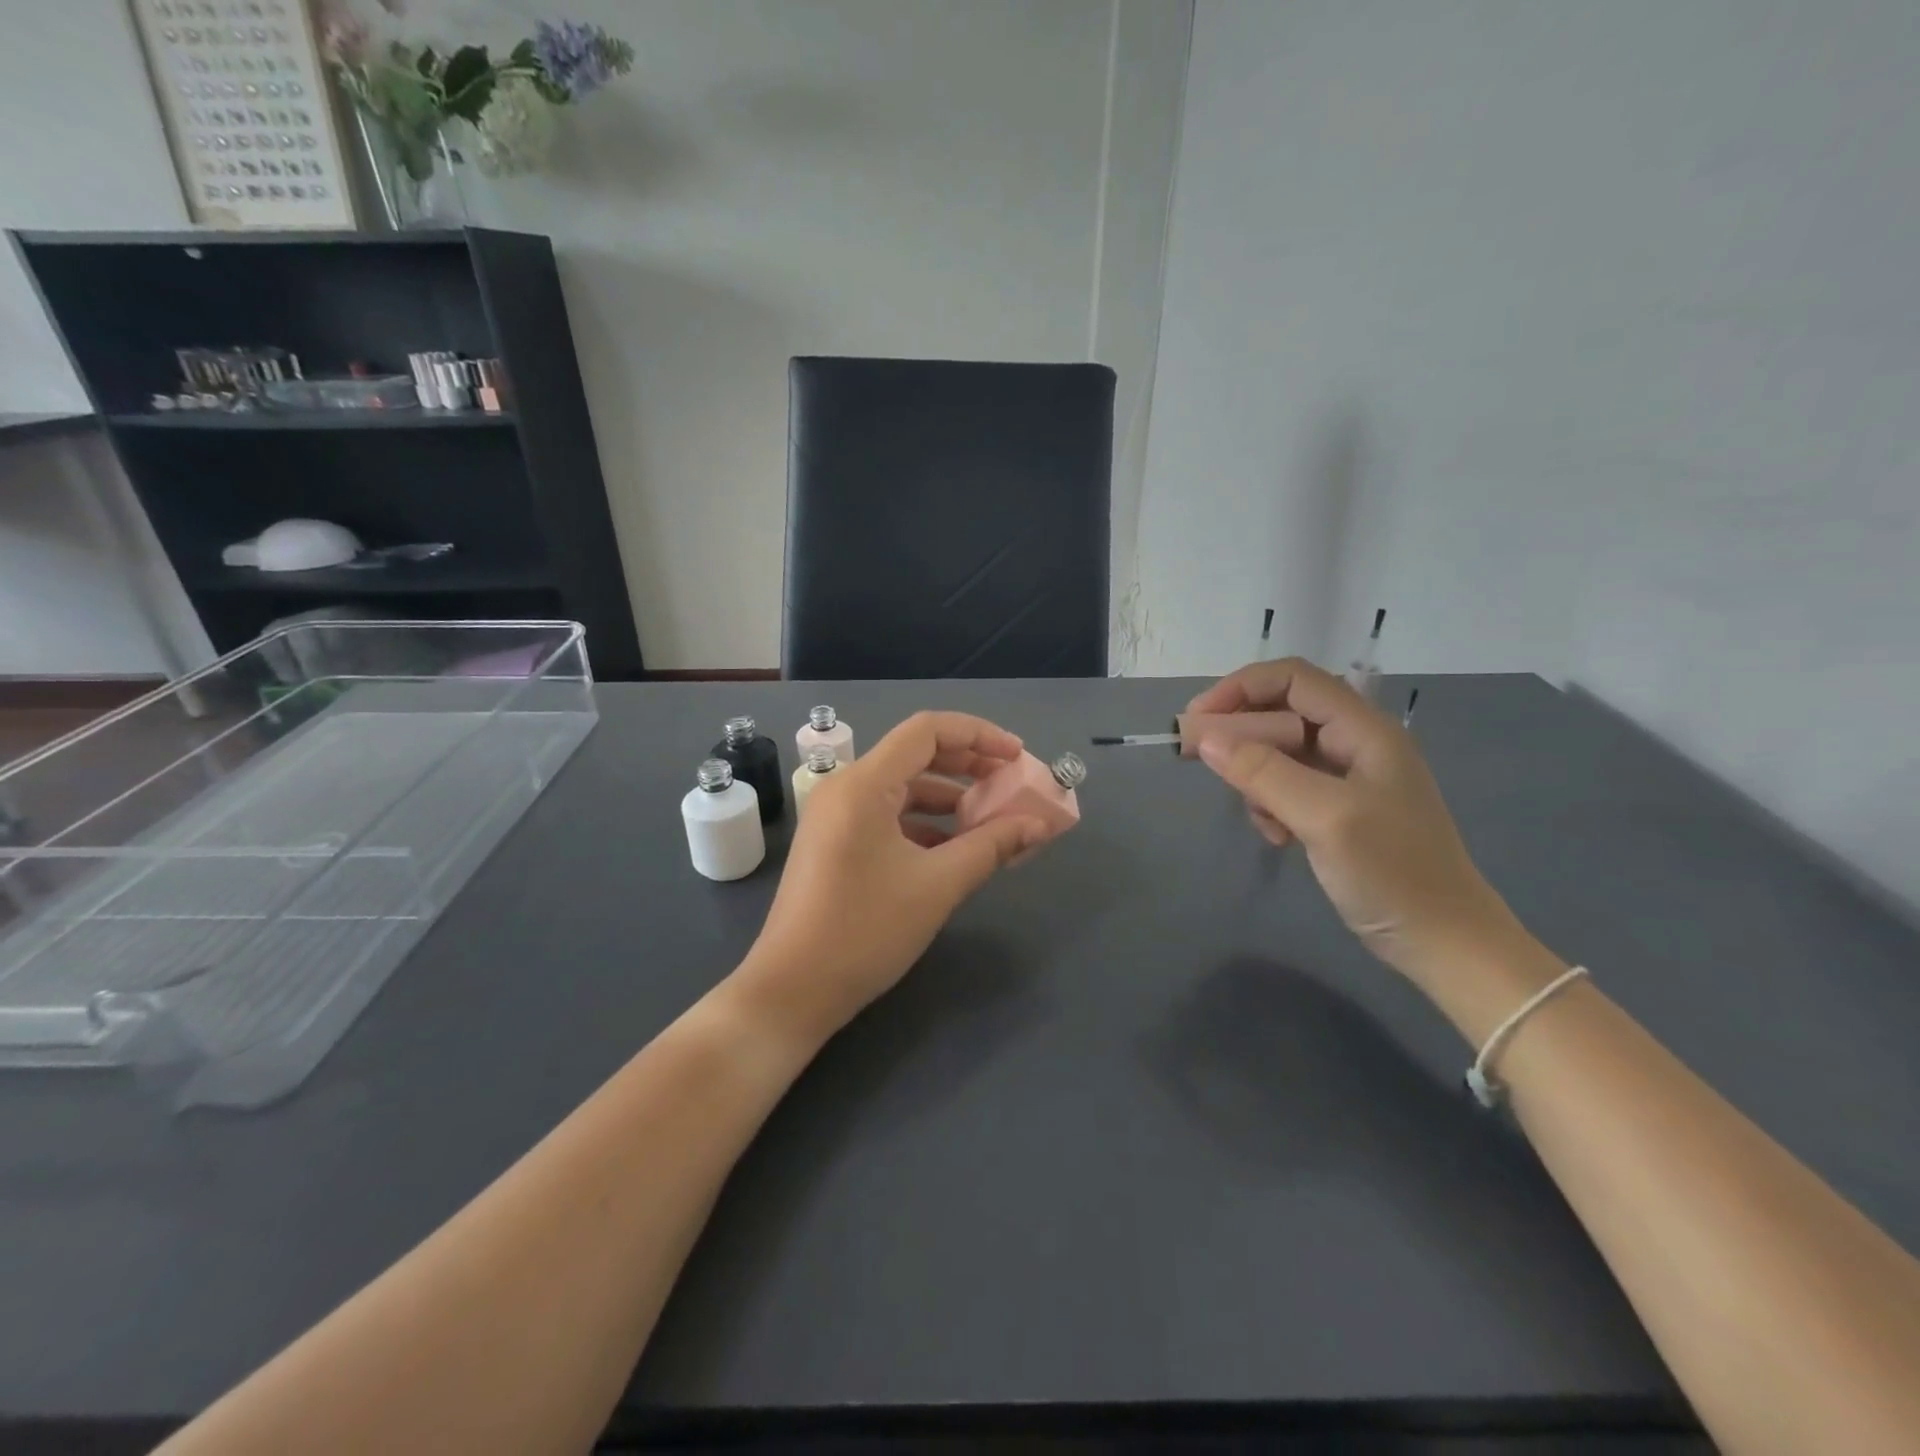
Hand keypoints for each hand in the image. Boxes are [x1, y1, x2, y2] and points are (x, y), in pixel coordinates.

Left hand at [734, 711, 1048, 1043]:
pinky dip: (924, 823)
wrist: (791, 991)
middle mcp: (845, 788)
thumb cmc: (865, 931)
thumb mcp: (938, 885)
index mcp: (864, 785)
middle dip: (968, 765)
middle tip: (1012, 784)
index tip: (1017, 756)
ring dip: (949, 797)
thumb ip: (992, 846)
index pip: (927, 730)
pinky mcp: (834, 842)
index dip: (978, 735)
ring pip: (902, 788)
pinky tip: (953, 847)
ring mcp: (835, 816)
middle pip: (915, 755)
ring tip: (991, 819)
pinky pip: (887, 815)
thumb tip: (1039, 824)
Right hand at [1185, 658, 1526, 985]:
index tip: (1196, 719)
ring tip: (1259, 816)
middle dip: (1238, 731)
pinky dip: (1269, 804)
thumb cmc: (1393, 874)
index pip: (1292, 679)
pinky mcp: (1337, 809)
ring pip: (1279, 752)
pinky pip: (1287, 787)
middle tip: (1196, 757)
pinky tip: (1278, 836)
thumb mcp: (1325, 818)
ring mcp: (1347, 778)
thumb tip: (1205, 738)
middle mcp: (1354, 744)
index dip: (1240, 689)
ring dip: (1254, 776)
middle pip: (1282, 712)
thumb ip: (1265, 773)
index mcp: (1363, 730)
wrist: (1444, 943)